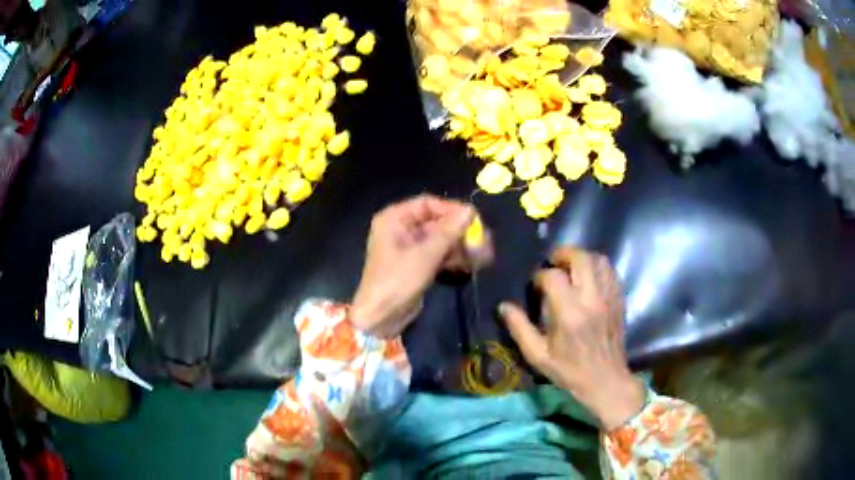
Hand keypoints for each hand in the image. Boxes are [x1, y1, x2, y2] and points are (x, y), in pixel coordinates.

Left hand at [350, 195, 492, 337]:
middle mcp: (401, 229)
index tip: (474, 219)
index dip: (451, 209)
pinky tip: (473, 265)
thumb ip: (449, 231)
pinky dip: (454, 258)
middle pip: (437, 222)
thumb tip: (470, 210)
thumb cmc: (398, 280)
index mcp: (395, 219)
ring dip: (462, 247)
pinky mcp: (417, 265)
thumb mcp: (425, 254)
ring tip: (484, 256)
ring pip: (441, 240)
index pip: (427, 204)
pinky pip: (439, 254)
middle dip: (461, 232)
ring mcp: (410, 248)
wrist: (380, 317)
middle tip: (484, 241)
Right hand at [499, 247, 644, 430]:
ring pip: (598, 260)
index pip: (553, 277)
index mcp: (569, 313)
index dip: (540, 276)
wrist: (605, 380)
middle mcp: (591, 299)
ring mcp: (608, 297)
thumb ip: (519, 329)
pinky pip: (610, 271)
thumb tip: (503, 306)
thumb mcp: (538, 356)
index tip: (536, 286)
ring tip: (571, 267)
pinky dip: (598, 267)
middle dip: (563, 254)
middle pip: (580, 258)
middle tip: (553, 262)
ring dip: (582, 257)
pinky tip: (588, 277)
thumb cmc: (569, 370)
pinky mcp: (619, 299)